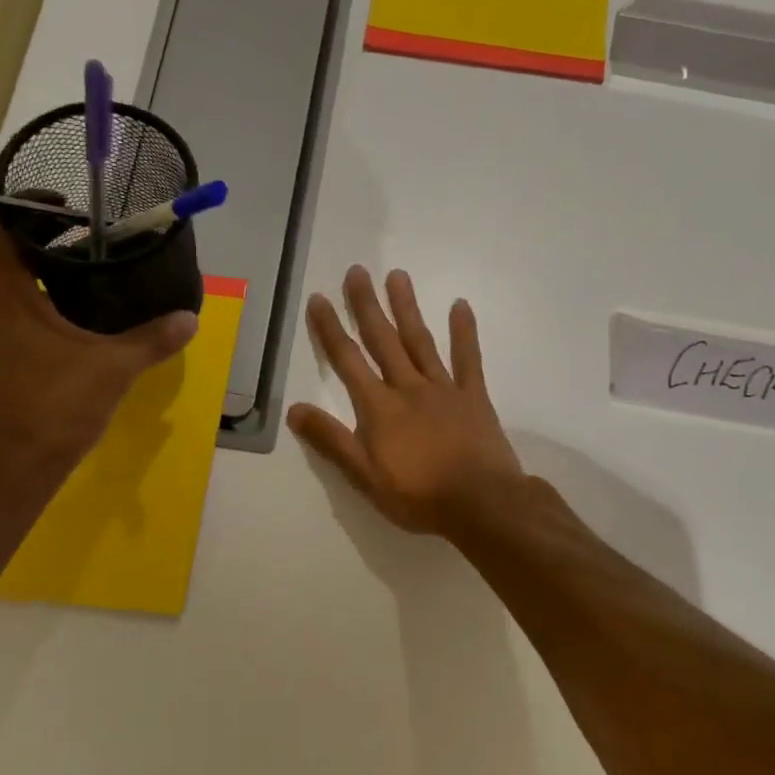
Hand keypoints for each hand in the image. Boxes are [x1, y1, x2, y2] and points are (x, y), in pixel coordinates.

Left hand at [0, 215, 196, 486]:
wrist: (12, 467)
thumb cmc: (56, 405)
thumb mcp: (114, 368)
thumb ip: (153, 339)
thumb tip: (190, 318)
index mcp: (7, 292)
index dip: (26, 203)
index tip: (67, 206)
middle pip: (8, 255)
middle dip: (47, 243)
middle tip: (94, 243)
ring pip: (10, 291)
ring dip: (42, 280)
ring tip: (90, 282)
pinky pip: (11, 321)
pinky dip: (37, 312)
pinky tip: (73, 331)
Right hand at [287, 266, 524, 536]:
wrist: (481, 503)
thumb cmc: (419, 496)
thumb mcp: (365, 478)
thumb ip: (331, 442)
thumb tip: (294, 410)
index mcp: (380, 409)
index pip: (348, 362)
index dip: (330, 330)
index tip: (319, 299)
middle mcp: (409, 388)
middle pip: (383, 341)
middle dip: (367, 306)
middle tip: (357, 271)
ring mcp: (444, 389)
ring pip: (420, 341)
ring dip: (407, 308)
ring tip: (397, 276)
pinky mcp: (474, 396)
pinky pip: (469, 359)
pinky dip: (464, 332)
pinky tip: (460, 305)